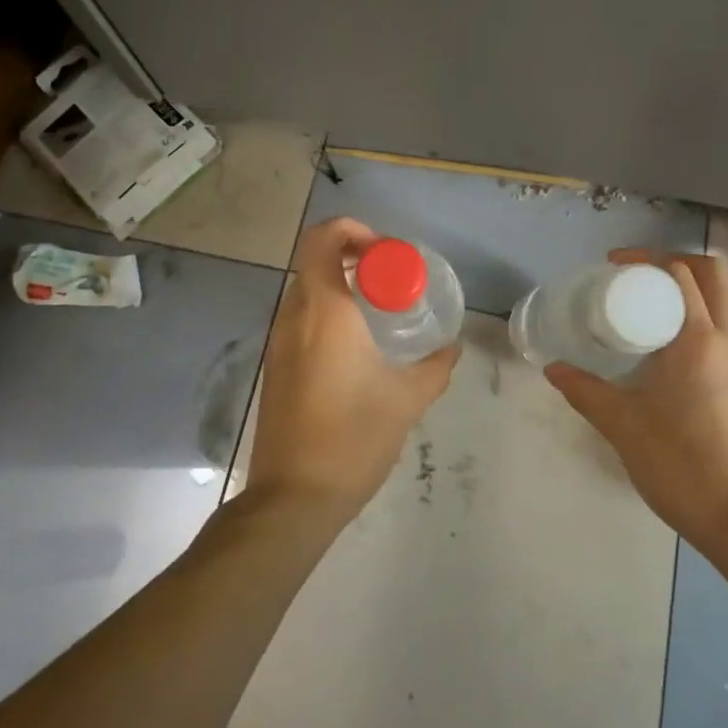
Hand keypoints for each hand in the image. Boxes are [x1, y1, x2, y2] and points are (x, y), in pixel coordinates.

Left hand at [245, 217, 460, 525]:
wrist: (293, 497)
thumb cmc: (352, 438)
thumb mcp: (406, 400)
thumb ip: (435, 367)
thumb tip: (453, 348)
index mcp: (325, 311)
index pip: (323, 239)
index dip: (352, 229)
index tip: (385, 252)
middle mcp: (294, 316)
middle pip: (313, 259)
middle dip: (351, 255)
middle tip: (389, 276)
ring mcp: (278, 342)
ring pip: (305, 289)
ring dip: (338, 284)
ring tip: (378, 308)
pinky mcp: (275, 366)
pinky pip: (299, 318)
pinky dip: (326, 311)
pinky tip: (355, 345)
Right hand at [545, 250, 727, 548]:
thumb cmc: (682, 466)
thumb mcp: (623, 425)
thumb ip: (585, 391)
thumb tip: (553, 368)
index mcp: (701, 339)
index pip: (683, 273)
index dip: (648, 258)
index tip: (615, 265)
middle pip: (713, 275)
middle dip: (674, 264)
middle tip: (635, 277)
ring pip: (724, 302)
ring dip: (689, 291)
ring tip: (646, 309)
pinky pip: (725, 330)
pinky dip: (698, 319)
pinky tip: (667, 350)